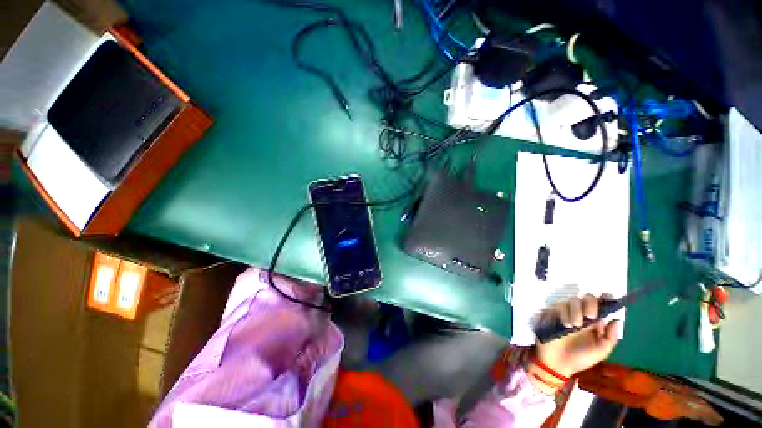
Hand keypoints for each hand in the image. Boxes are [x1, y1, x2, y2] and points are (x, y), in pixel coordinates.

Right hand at [534, 293, 620, 377]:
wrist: (558, 364)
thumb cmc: (581, 359)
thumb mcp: (600, 352)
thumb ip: (610, 338)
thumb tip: (617, 319)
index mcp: (595, 322)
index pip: (601, 304)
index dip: (605, 298)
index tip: (607, 297)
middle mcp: (581, 314)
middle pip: (585, 298)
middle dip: (589, 304)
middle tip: (589, 317)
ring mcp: (565, 313)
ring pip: (570, 301)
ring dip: (574, 312)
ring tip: (574, 326)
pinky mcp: (551, 314)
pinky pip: (556, 307)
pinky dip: (561, 314)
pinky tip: (563, 325)